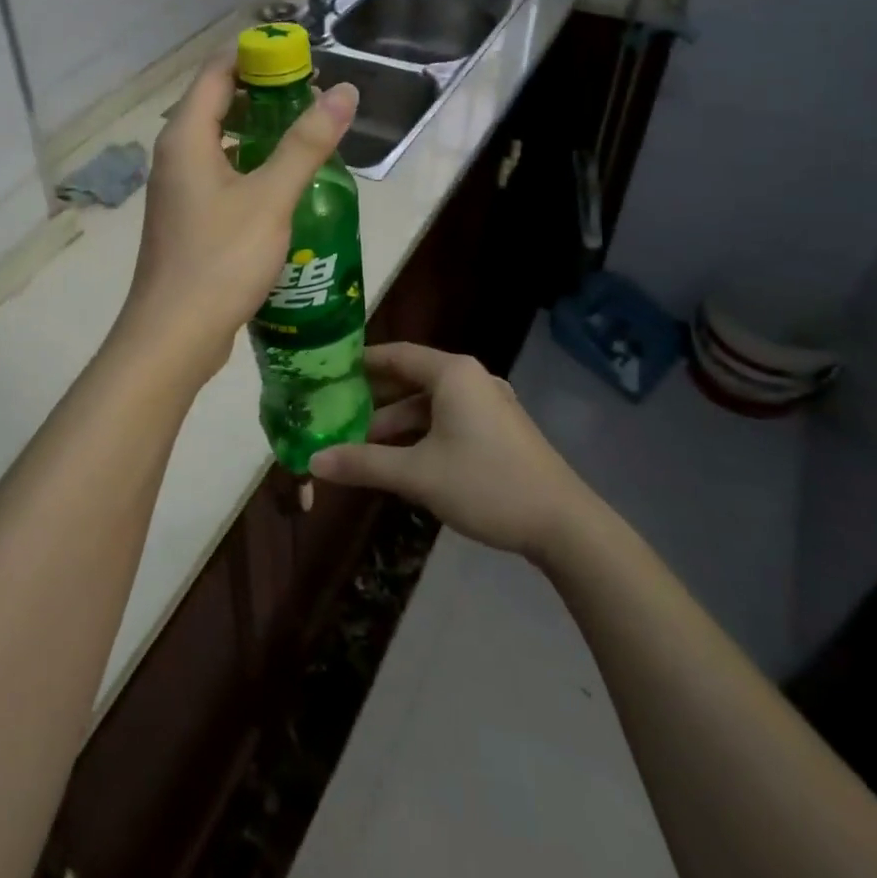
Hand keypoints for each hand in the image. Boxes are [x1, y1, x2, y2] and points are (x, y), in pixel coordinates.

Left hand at [118, 52, 357, 383]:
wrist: (174, 334)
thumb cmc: (221, 259)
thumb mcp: (271, 197)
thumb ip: (306, 143)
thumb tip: (344, 92)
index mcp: (186, 137)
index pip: (217, 71)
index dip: (257, 57)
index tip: (303, 60)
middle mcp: (174, 155)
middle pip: (216, 103)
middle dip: (263, 94)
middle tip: (313, 100)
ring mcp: (177, 189)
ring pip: (219, 143)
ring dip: (258, 133)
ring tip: (305, 138)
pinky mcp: (186, 218)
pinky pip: (218, 174)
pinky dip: (248, 167)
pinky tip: (282, 186)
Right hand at [309, 343, 589, 559]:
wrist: (562, 523)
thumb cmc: (485, 484)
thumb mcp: (417, 474)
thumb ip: (363, 464)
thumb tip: (314, 461)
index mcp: (453, 374)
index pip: (397, 354)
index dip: (361, 363)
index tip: (329, 373)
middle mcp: (472, 378)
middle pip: (412, 379)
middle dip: (375, 400)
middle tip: (337, 414)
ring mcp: (489, 404)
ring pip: (431, 404)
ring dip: (398, 423)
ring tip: (363, 447)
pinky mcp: (500, 429)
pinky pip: (449, 420)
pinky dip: (422, 433)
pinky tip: (402, 459)